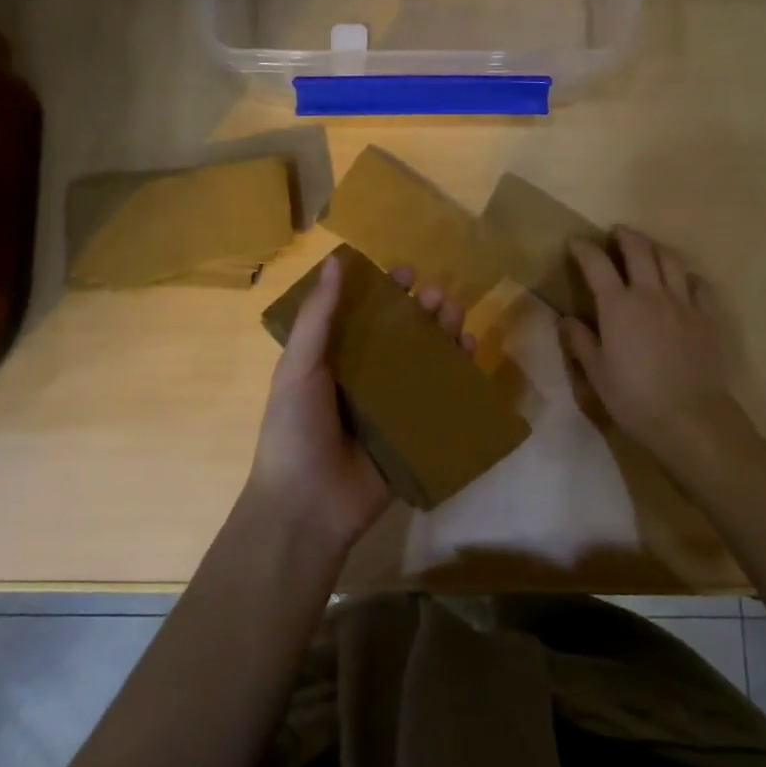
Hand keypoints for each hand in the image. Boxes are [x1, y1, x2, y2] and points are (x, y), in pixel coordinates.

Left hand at [247, 254, 474, 553]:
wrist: (307, 506)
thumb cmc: (295, 428)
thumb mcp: (299, 366)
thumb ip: (318, 315)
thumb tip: (335, 260)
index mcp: (334, 360)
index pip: (365, 316)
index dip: (385, 292)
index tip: (406, 272)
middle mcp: (365, 378)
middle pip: (401, 336)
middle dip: (421, 311)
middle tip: (437, 294)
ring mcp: (392, 407)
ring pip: (425, 362)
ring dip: (443, 335)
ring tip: (456, 314)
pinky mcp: (414, 433)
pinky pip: (440, 399)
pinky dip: (458, 374)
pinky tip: (470, 353)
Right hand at [562, 227, 739, 461]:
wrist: (690, 418)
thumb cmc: (634, 398)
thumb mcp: (597, 374)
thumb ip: (581, 341)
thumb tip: (566, 319)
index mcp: (618, 306)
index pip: (597, 264)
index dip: (584, 249)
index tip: (575, 243)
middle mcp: (650, 293)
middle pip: (638, 249)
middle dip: (624, 236)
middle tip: (616, 233)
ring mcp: (683, 302)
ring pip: (670, 260)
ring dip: (655, 247)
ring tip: (647, 248)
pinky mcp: (707, 316)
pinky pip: (698, 284)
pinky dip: (686, 276)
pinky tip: (682, 282)